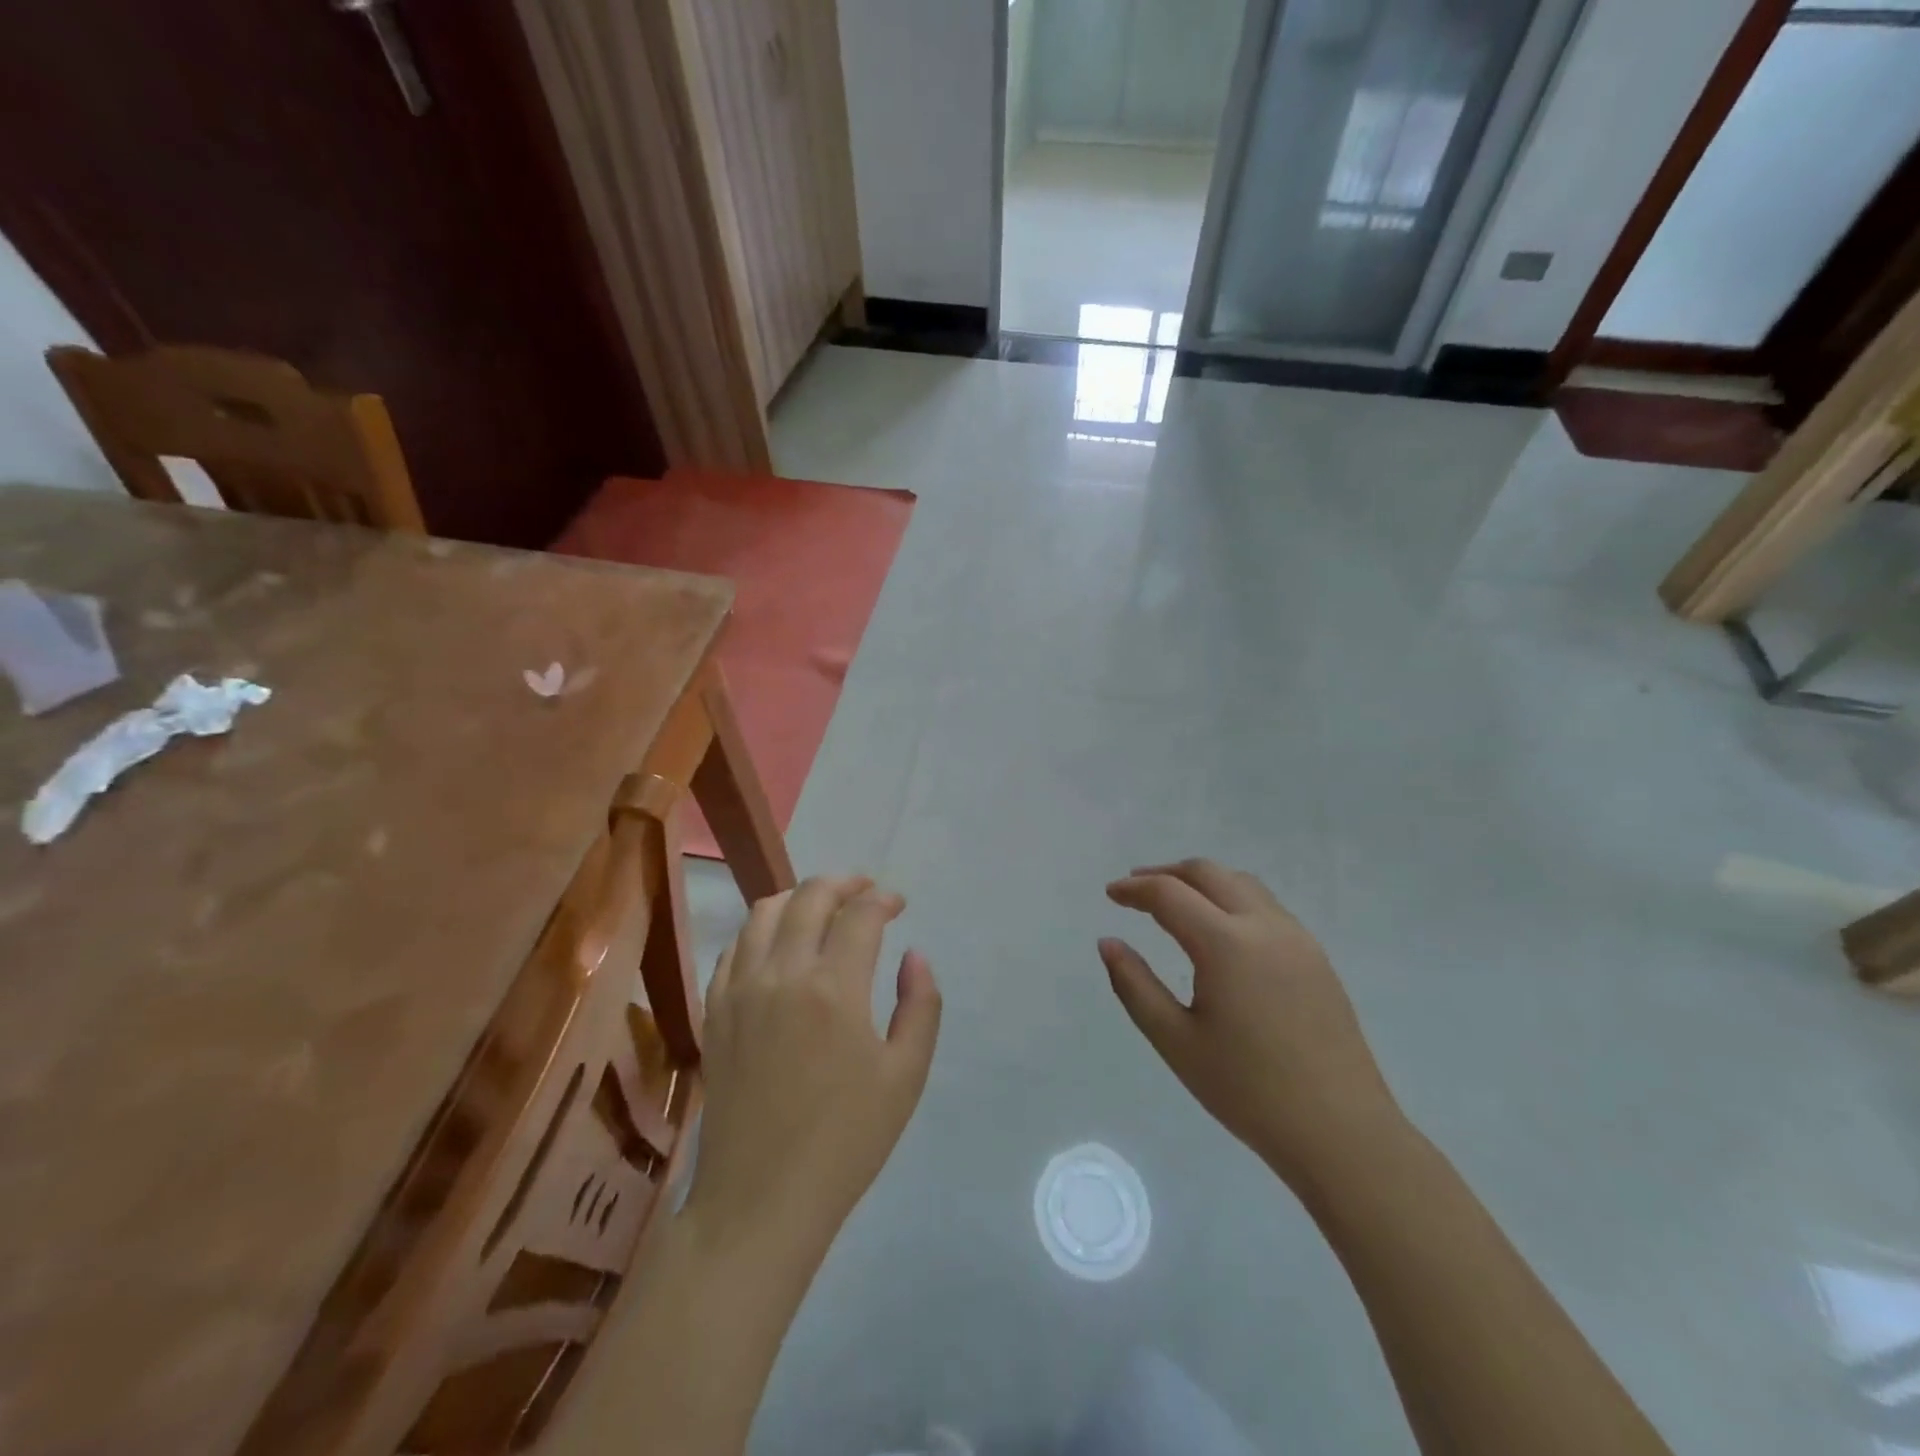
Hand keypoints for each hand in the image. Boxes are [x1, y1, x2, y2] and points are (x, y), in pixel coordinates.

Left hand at [684, 877, 941, 1261]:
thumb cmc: (845, 1140)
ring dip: (799, 897)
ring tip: (822, 907)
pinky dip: (761, 929)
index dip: (883, 899)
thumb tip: (914, 955)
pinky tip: (778, 944)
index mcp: (834, 988)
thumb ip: (920, 1005)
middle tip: (866, 891)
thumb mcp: (906, 1075)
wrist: (761, 1199)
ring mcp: (740, 990)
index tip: (898, 905)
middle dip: (844, 883)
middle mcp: (782, 974)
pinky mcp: (714, 1010)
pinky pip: (734, 946)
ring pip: (764, 911)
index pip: (860, 914)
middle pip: (810, 897)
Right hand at [1101, 859, 1401, 1188]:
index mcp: (1225, 944)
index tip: (1111, 894)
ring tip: (1175, 901)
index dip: (1135, 889)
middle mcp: (1264, 926)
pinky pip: (1266, 906)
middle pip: (1208, 873)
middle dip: (1167, 873)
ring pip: (1242, 884)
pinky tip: (1220, 930)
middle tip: (1136, 887)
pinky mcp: (1316, 958)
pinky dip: (1232, 899)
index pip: (1170, 894)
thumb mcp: (1176, 1041)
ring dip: (1203, 882)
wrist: (1342, 1133)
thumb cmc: (1248, 1090)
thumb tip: (1108, 942)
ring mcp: (1297, 939)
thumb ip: (1135, 985)